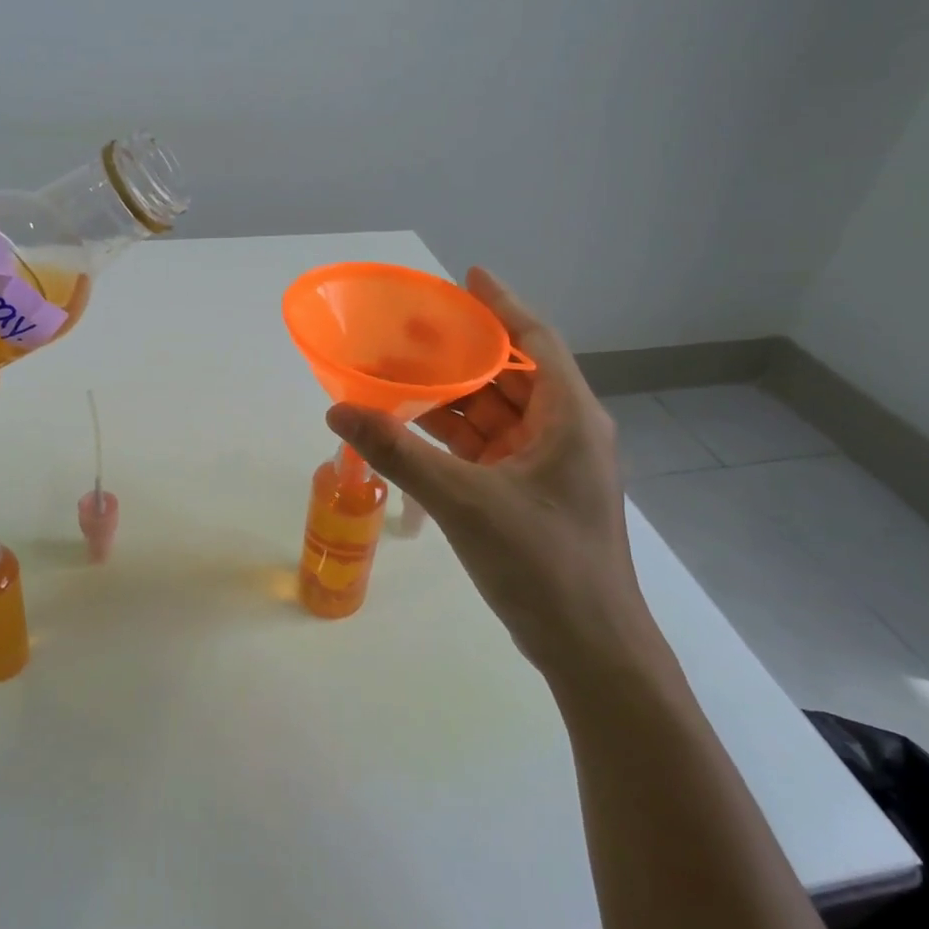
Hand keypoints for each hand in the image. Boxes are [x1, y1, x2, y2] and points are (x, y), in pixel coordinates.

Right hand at [326, 268, 656, 678]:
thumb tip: (339, 411)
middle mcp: (565, 433)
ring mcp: (548, 467)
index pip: (536, 341)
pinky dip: (454, 436)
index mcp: (570, 419)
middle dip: (463, 353)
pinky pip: (488, 448)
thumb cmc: (542, 564)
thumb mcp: (464, 501)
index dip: (502, 305)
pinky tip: (413, 429)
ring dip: (452, 397)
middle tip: (411, 331)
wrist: (590, 651)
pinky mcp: (531, 495)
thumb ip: (399, 452)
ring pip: (496, 414)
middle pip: (511, 375)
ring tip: (400, 376)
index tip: (468, 276)